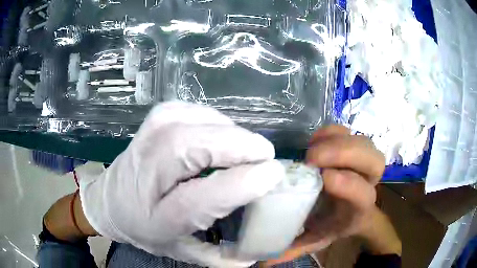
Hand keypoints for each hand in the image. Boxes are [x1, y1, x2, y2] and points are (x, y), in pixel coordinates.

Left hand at [77, 102, 285, 266]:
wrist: (110, 202)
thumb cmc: (145, 228)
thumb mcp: (179, 250)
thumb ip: (217, 258)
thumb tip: (256, 255)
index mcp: (157, 216)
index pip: (199, 198)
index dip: (241, 183)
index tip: (272, 173)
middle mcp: (147, 173)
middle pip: (193, 147)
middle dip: (240, 147)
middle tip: (265, 156)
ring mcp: (147, 138)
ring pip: (194, 122)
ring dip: (229, 132)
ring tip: (244, 148)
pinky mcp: (153, 121)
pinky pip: (191, 111)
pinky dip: (213, 119)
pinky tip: (219, 133)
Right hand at [265, 125, 384, 264]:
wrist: (355, 211)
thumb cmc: (335, 224)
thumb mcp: (317, 239)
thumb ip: (294, 248)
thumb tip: (263, 261)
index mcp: (359, 209)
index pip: (363, 195)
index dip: (347, 185)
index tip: (321, 179)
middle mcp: (369, 183)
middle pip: (373, 161)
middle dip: (345, 155)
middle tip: (312, 158)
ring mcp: (364, 162)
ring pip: (364, 142)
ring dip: (338, 141)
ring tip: (311, 148)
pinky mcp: (356, 147)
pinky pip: (349, 132)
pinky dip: (333, 131)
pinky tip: (315, 139)